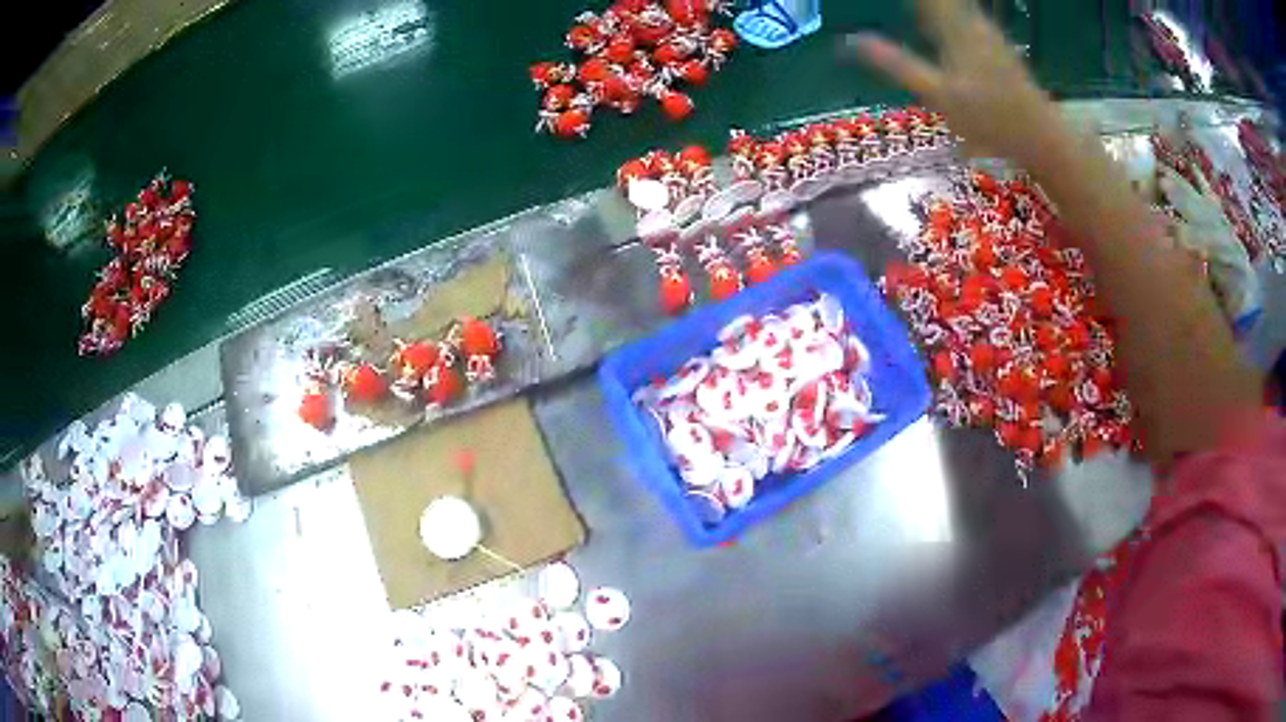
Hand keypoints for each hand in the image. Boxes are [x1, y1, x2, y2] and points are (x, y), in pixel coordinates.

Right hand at [850, 0, 1066, 169]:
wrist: (1041, 136)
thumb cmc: (989, 120)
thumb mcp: (937, 95)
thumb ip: (895, 63)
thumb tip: (849, 41)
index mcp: (952, 26)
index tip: (871, 0)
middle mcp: (969, 20)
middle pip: (939, 1)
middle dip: (919, 4)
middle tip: (902, 8)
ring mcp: (985, 30)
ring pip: (954, 6)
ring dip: (931, 7)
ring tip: (913, 12)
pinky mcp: (995, 42)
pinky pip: (963, 13)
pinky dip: (945, 11)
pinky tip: (935, 18)